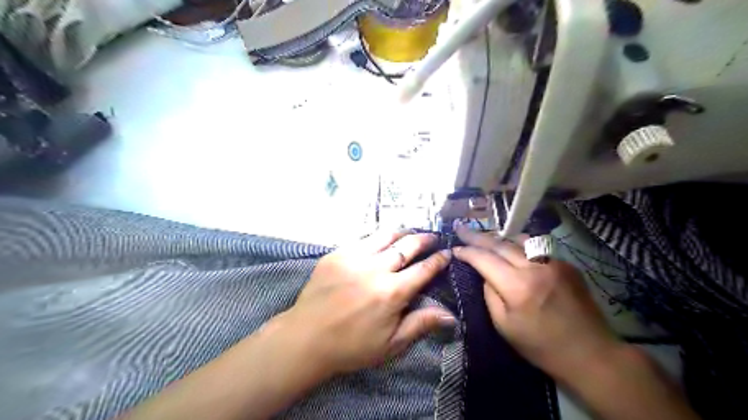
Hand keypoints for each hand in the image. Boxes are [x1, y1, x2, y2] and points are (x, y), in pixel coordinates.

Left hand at [284, 231, 452, 375]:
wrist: (306, 337)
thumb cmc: (351, 346)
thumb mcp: (391, 343)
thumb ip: (421, 324)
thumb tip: (451, 315)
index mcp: (392, 292)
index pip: (423, 269)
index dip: (438, 260)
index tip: (447, 252)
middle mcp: (376, 269)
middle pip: (407, 246)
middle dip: (424, 239)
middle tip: (433, 237)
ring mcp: (354, 257)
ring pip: (385, 236)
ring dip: (403, 233)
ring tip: (411, 233)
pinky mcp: (337, 254)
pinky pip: (363, 239)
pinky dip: (378, 238)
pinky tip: (382, 241)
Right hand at [453, 226, 622, 380]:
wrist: (590, 353)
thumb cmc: (541, 346)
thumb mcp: (504, 326)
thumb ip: (490, 294)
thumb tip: (484, 274)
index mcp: (517, 286)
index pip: (484, 259)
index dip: (467, 252)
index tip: (454, 248)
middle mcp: (535, 267)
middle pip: (500, 244)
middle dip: (477, 236)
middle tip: (461, 228)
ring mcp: (553, 262)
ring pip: (519, 240)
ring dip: (498, 238)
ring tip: (484, 236)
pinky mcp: (566, 264)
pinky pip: (536, 247)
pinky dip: (519, 246)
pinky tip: (512, 249)